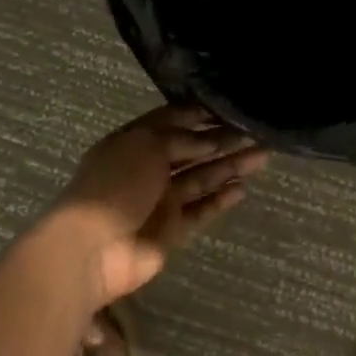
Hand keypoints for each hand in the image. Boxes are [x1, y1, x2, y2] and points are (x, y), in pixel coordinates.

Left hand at [35, 104, 268, 308]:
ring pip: (202, 178)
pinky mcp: (173, 229)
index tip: (230, 107)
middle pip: (192, 149)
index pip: (172, 121)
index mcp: (134, 141)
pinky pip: (201, 209)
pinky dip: (220, 199)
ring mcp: (161, 200)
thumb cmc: (115, 184)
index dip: (200, 114)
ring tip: (263, 155)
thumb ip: (183, 139)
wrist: (93, 248)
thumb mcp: (147, 146)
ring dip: (230, 166)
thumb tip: (211, 138)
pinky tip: (242, 189)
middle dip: (223, 140)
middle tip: (257, 132)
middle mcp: (149, 167)